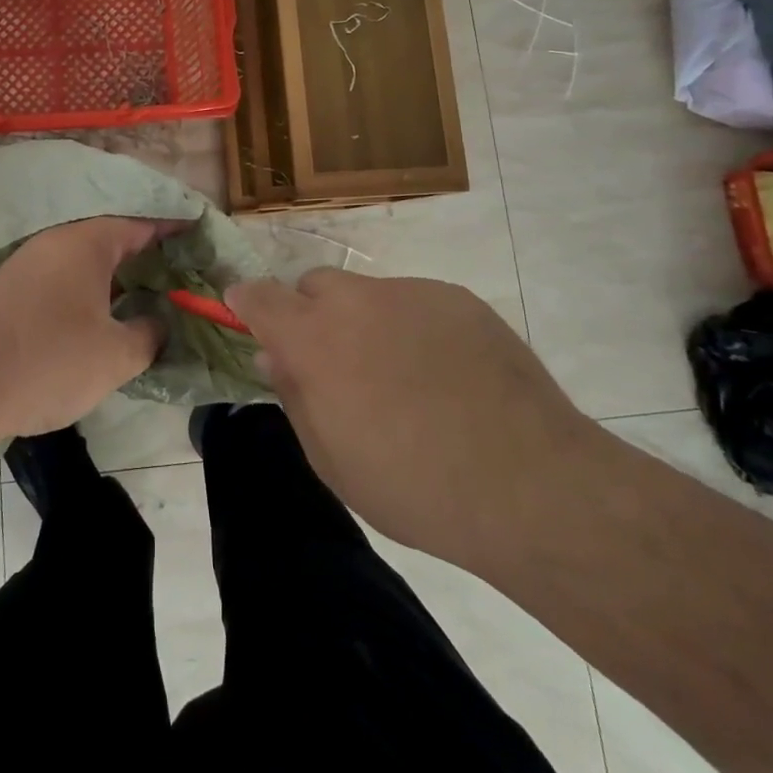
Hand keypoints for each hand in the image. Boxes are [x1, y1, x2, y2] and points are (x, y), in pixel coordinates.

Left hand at [0, 217, 172, 440]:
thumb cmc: (49, 360)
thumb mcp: (116, 355)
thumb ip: (149, 333)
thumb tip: (158, 321)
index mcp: (88, 242)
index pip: (142, 224)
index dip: (174, 230)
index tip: (200, 236)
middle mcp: (57, 241)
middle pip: (112, 239)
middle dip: (147, 256)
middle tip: (180, 276)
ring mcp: (28, 263)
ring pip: (85, 261)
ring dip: (116, 276)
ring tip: (147, 298)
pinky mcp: (9, 290)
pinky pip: (63, 278)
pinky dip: (88, 290)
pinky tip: (100, 317)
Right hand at [224, 269, 605, 570]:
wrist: (530, 485)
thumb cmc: (413, 486)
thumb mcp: (332, 460)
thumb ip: (294, 397)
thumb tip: (274, 356)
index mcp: (314, 338)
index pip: (259, 296)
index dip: (245, 300)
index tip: (242, 311)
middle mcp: (356, 300)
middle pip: (314, 285)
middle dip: (311, 314)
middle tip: (336, 363)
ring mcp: (411, 293)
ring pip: (368, 294)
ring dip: (366, 323)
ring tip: (404, 378)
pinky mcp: (458, 298)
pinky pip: (416, 303)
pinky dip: (413, 328)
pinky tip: (448, 375)